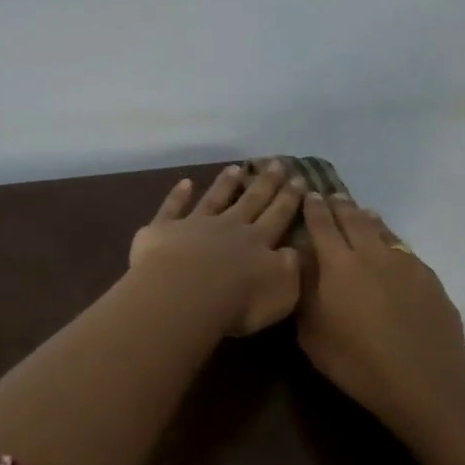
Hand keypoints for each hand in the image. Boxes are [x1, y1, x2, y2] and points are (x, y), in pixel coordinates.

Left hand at [129, 163, 306, 335]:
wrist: (184, 294)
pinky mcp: (164, 230)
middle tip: (277, 162)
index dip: (290, 198)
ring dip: (226, 184)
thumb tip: (294, 251)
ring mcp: (195, 225)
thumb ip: (290, 269)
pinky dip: (178, 195)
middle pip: (251, 201)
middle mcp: (229, 227)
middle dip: (266, 182)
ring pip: (214, 199)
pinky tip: (184, 182)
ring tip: (235, 167)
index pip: (278, 216)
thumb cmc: (237, 302)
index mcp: (258, 243)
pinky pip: (172, 208)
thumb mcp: (281, 292)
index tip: (300, 178)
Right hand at [297, 193, 464, 433]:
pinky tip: (390, 249)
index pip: (322, 225)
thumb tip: (301, 267)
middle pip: (353, 219)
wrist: (425, 381)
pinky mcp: (428, 276)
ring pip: (381, 229)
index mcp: (338, 264)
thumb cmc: (358, 363)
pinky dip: (390, 241)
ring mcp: (404, 262)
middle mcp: (370, 253)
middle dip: (340, 205)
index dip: (314, 208)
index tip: (309, 195)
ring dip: (367, 218)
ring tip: (361, 213)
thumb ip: (304, 295)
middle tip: (333, 195)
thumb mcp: (313, 336)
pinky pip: (403, 248)